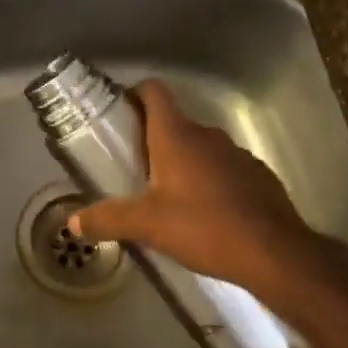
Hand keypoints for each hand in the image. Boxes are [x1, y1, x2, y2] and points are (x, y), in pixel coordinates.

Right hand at [68, 79, 347, 315]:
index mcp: (177, 136)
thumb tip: (72, 222)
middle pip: (174, 123)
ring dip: (182, 164)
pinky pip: (224, 171)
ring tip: (166, 197)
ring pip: (200, 149)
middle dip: (152, 141)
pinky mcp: (258, 177)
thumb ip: (107, 219)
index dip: (134, 94)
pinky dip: (210, 183)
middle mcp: (207, 136)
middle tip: (132, 170)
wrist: (275, 255)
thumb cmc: (204, 227)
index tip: (119, 114)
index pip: (154, 92)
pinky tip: (204, 215)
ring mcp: (237, 155)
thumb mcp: (146, 225)